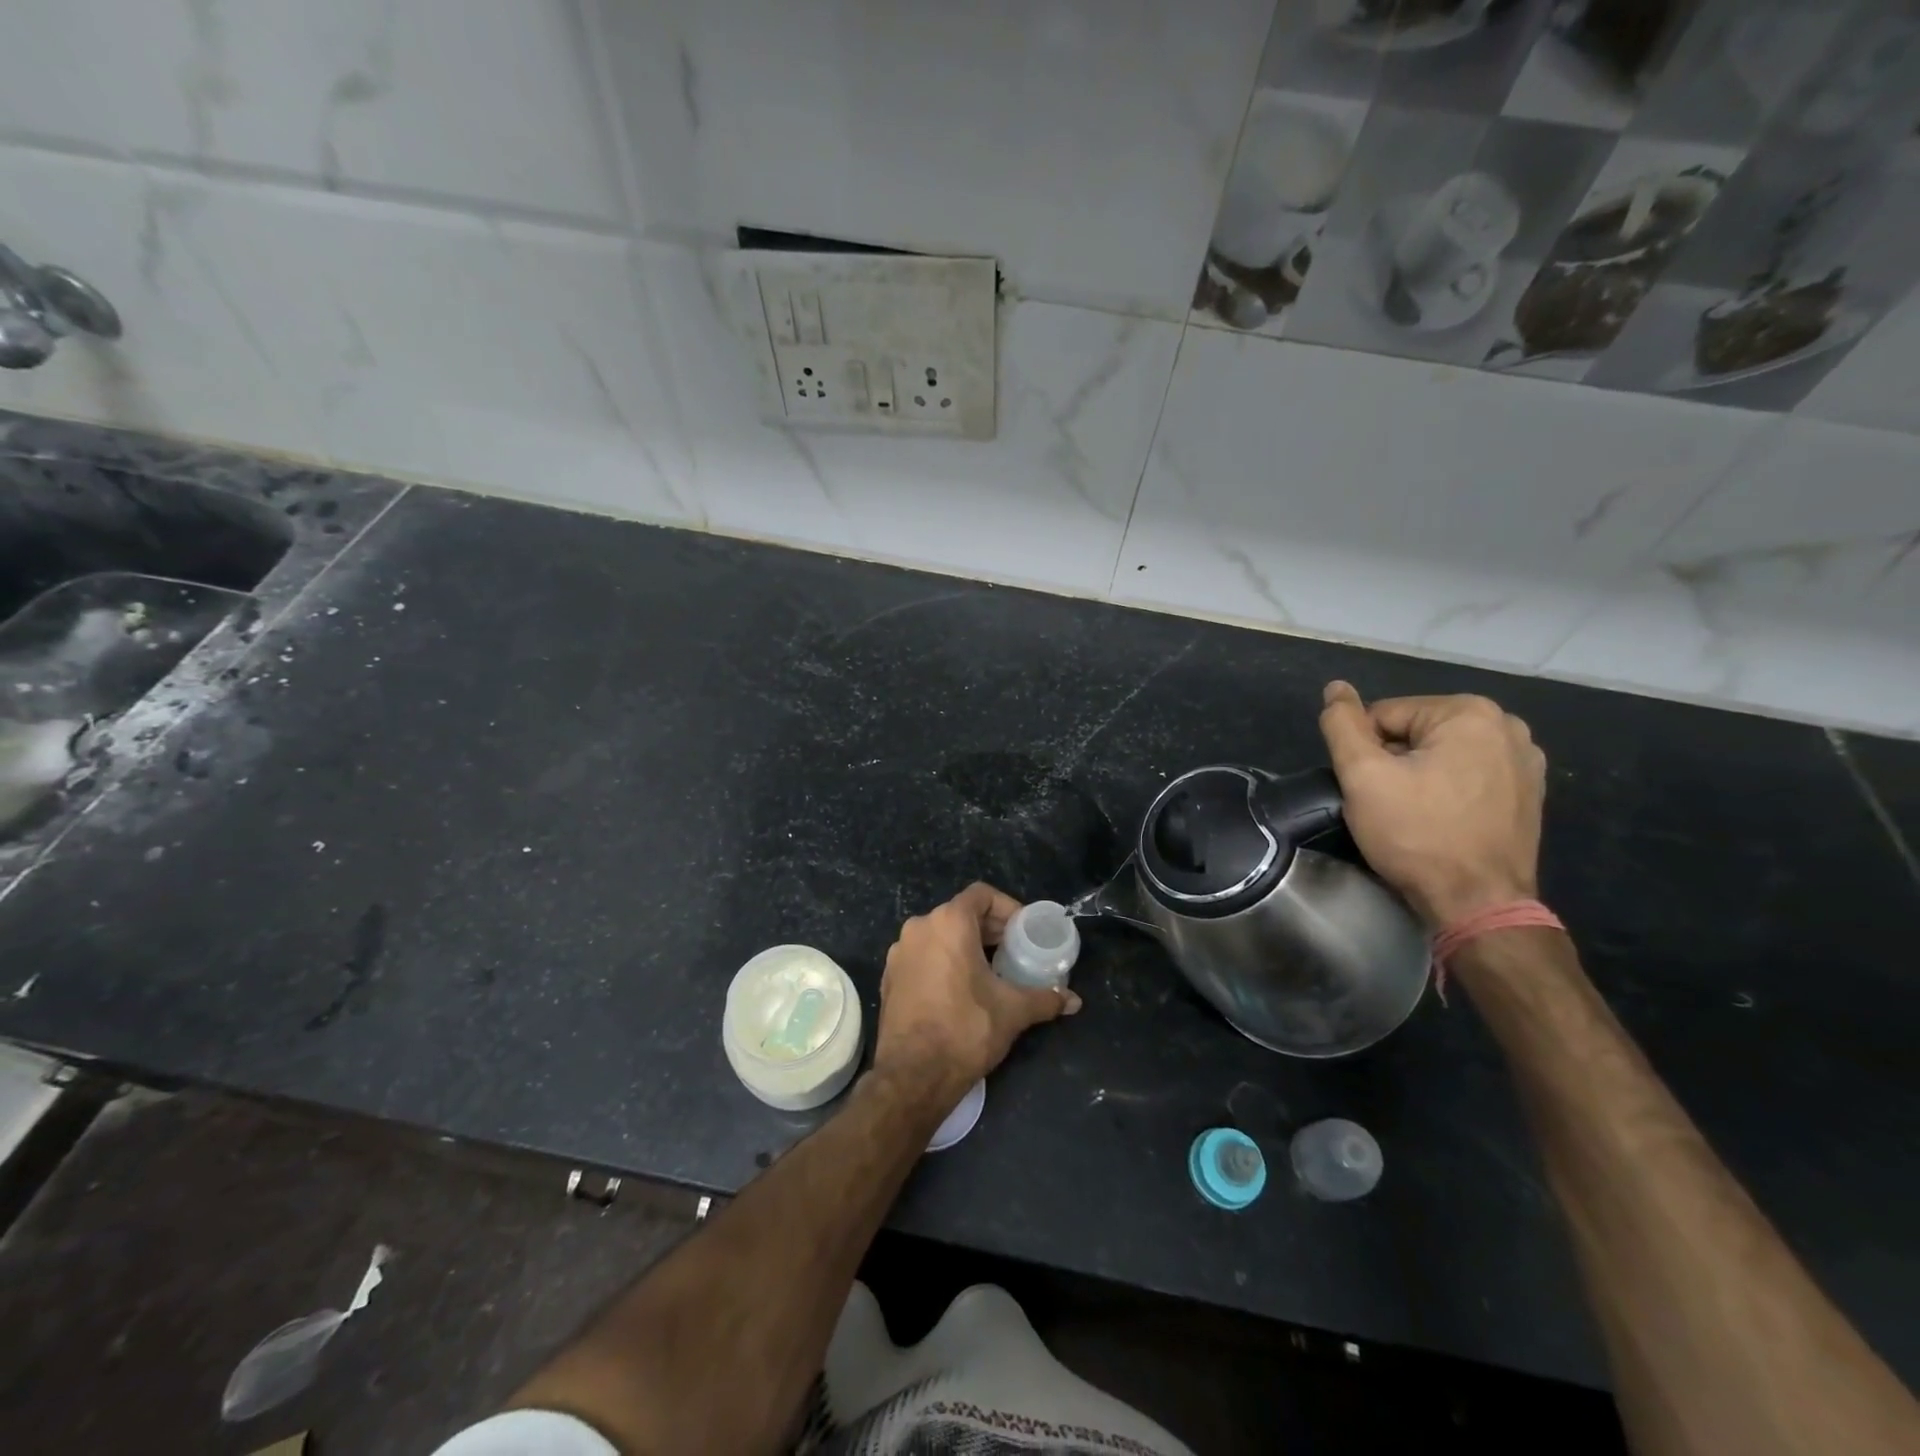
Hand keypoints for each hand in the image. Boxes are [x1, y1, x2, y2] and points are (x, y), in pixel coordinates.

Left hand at [872, 883, 1080, 1107]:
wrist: (912, 1076)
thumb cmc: (966, 1030)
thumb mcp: (1013, 1011)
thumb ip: (1045, 998)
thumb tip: (1073, 1000)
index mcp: (948, 923)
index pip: (982, 895)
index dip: (1007, 908)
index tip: (1024, 931)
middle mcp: (919, 928)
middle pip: (960, 914)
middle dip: (989, 930)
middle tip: (1014, 952)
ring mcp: (899, 952)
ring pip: (940, 935)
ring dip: (966, 946)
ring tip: (991, 972)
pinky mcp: (889, 977)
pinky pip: (923, 956)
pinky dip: (944, 962)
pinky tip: (961, 991)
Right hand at [1318, 681, 1545, 928]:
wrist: (1477, 903)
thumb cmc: (1416, 834)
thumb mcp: (1363, 775)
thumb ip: (1342, 725)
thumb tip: (1335, 687)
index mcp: (1469, 712)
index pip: (1384, 716)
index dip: (1364, 752)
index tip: (1369, 789)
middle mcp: (1507, 725)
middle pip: (1415, 732)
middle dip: (1393, 762)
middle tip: (1388, 804)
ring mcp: (1526, 760)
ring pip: (1441, 754)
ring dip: (1419, 776)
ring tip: (1414, 814)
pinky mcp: (1530, 792)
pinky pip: (1469, 775)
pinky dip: (1448, 790)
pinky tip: (1443, 820)